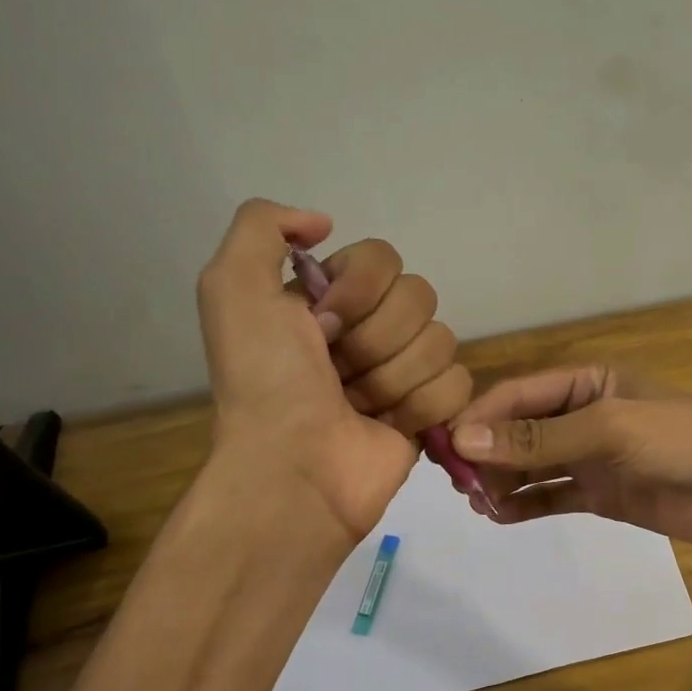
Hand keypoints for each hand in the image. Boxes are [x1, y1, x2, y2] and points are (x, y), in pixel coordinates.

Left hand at [197, 200, 471, 542]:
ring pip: (441, 340)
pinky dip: (423, 407)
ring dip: (394, 377)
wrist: (294, 467)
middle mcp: (370, 329)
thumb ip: (263, 227)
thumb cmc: (265, 382)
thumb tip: (324, 223)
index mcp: (329, 298)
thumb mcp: (232, 288)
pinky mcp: (431, 412)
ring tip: (359, 406)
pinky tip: (390, 426)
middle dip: (376, 338)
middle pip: (418, 296)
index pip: (383, 258)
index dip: (358, 290)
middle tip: (338, 371)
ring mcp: (404, 372)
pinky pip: (458, 384)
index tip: (321, 325)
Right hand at [448, 366, 691, 552]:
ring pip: (530, 465)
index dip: (479, 417)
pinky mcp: (600, 494)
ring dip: (502, 481)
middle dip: (487, 453)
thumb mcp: (607, 428)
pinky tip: (501, 517)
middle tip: (461, 485)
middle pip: (518, 430)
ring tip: (479, 504)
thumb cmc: (679, 441)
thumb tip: (464, 440)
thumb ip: (538, 437)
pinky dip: (525, 505)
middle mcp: (582, 416)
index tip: (446, 447)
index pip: (517, 395)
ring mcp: (590, 457)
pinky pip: (551, 496)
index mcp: (586, 382)